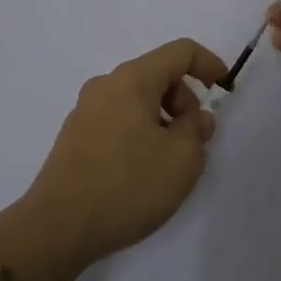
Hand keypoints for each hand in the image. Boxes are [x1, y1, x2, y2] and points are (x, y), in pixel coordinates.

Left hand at [22, 38, 226, 266]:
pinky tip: (141, 173)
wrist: (55, 229)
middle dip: (185, 101)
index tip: (224, 90)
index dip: (208, 64)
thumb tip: (195, 118)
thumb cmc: (126, 186)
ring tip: (169, 164)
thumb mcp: (181, 159)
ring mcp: (86, 111)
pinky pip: (119, 119)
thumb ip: (198, 130)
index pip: (180, 51)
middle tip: (195, 142)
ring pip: (138, 100)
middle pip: (158, 75)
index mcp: (132, 79)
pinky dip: (140, 133)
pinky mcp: (75, 137)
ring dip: (163, 120)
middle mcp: (106, 85)